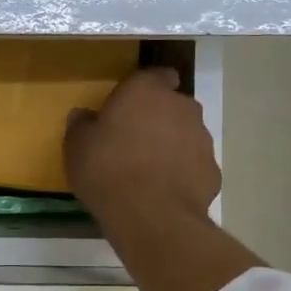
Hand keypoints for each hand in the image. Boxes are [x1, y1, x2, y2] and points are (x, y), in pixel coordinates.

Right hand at [64, 66, 219, 224]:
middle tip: (135, 141)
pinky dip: (183, 173)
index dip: (147, 88)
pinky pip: (194, 165)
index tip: (132, 104)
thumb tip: (84, 116)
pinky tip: (164, 191)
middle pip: (173, 105)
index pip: (157, 75)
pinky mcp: (213, 170)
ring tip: (149, 171)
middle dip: (159, 118)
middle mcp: (181, 107)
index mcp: (146, 91)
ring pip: (186, 134)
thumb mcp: (77, 147)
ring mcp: (202, 138)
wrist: (150, 215)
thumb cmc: (107, 169)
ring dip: (172, 145)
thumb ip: (82, 126)